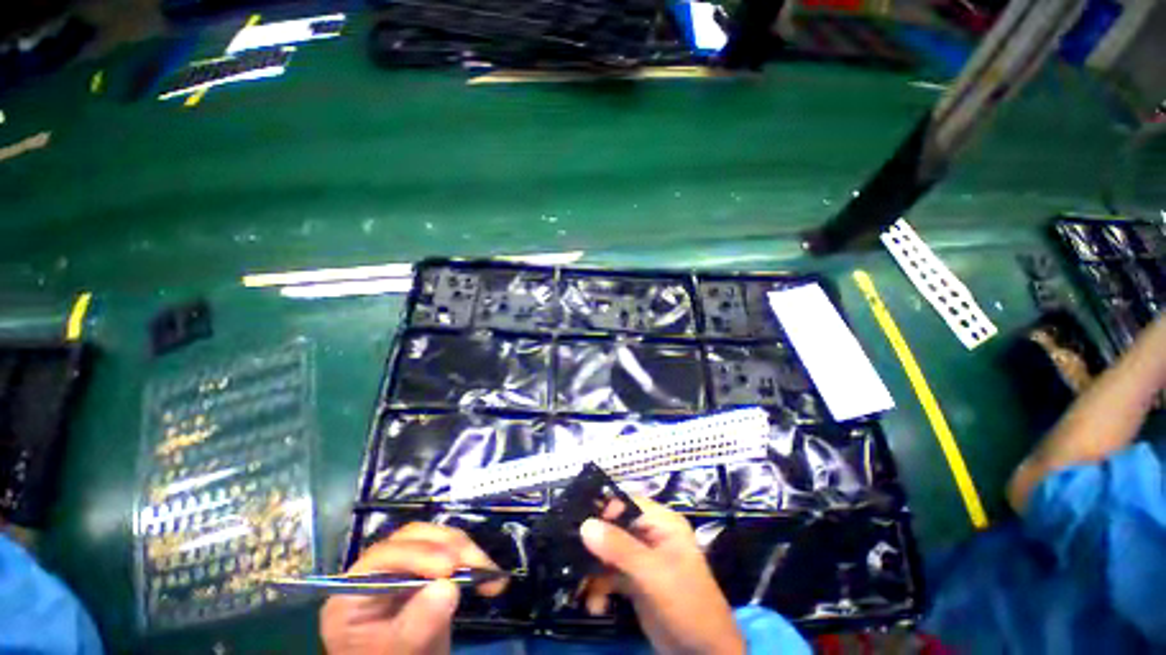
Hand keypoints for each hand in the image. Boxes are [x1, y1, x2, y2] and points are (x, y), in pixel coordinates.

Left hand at [320, 523, 505, 654]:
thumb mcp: (397, 654)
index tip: (450, 568)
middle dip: (450, 547)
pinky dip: (474, 561)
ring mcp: (405, 568)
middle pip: (414, 539)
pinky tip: (491, 576)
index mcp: (355, 590)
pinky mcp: (429, 571)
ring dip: (468, 551)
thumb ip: (415, 626)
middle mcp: (379, 570)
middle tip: (476, 565)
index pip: (383, 556)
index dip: (417, 555)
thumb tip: (448, 587)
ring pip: (438, 540)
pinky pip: (453, 554)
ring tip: (489, 573)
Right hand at [580, 498, 743, 654]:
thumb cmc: (686, 603)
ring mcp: (643, 559)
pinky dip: (600, 588)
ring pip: (609, 553)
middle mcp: (651, 535)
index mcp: (662, 523)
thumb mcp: (653, 574)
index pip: (628, 503)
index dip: (605, 510)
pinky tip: (595, 605)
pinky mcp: (636, 582)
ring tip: (580, 589)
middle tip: (573, 558)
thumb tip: (585, 524)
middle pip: (615, 528)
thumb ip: (619, 548)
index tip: (581, 525)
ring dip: (593, 571)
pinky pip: (611, 575)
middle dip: (594, 545)